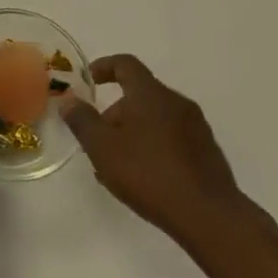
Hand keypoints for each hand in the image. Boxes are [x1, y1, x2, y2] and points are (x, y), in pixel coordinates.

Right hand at [60, 54, 249, 244]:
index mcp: (150, 93)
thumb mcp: (103, 148)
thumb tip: (69, 99)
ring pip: (155, 118)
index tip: (88, 80)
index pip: (125, 64)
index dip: (104, 66)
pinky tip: (143, 178)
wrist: (208, 214)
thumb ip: (83, 120)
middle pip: (139, 94)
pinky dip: (152, 146)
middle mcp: (176, 101)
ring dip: (133, 132)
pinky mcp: (207, 151)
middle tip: (98, 140)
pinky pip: (171, 137)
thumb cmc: (148, 173)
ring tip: (117, 165)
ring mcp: (196, 126)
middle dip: (115, 113)